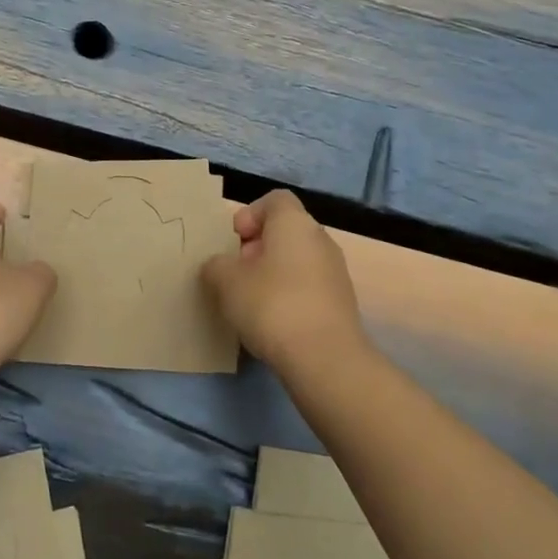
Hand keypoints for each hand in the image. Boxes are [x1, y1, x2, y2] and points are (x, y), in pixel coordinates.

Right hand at [201, 190, 369, 377]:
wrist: (324, 359)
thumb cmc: (271, 305)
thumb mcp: (226, 281)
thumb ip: (216, 266)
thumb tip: (219, 266)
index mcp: (295, 223)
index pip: (274, 200)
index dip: (250, 214)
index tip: (234, 242)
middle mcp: (320, 239)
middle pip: (284, 231)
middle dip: (257, 248)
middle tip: (235, 274)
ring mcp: (335, 272)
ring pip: (296, 261)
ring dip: (272, 274)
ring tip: (250, 302)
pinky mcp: (341, 303)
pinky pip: (308, 287)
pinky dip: (289, 296)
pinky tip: (272, 323)